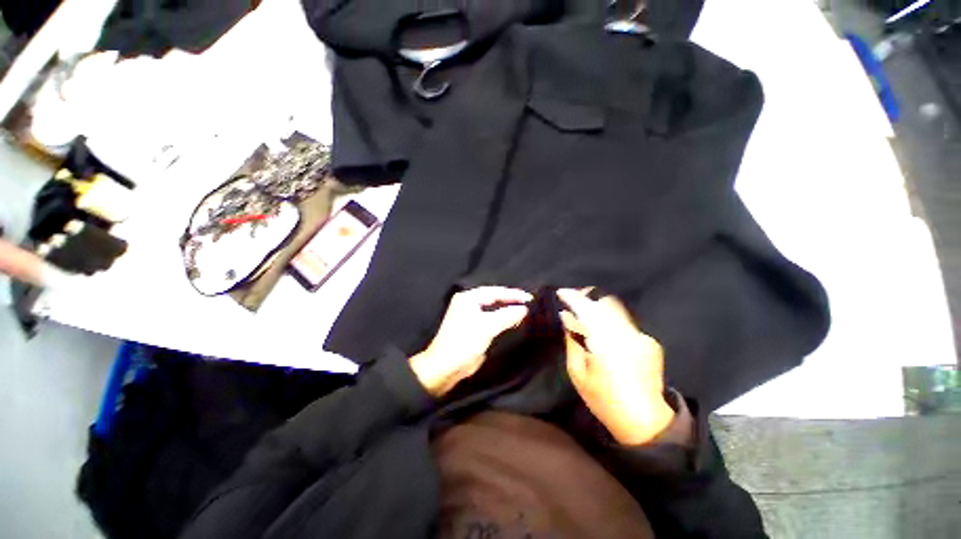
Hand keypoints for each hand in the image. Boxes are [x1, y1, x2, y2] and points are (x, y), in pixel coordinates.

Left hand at [409, 287, 531, 396]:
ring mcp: (470, 315)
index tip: (530, 298)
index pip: (494, 291)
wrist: (446, 367)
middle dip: (510, 300)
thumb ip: (507, 315)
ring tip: (524, 310)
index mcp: (468, 298)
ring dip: (507, 309)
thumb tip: (524, 309)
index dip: (513, 294)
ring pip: (493, 308)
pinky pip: (491, 318)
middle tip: (529, 303)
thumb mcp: (487, 327)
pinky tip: (513, 320)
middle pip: (493, 297)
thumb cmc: (465, 342)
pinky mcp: (473, 327)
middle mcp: (468, 303)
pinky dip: (502, 318)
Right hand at [557, 288, 673, 445]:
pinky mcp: (650, 341)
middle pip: (605, 302)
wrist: (646, 421)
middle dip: (587, 296)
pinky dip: (612, 320)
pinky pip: (626, 322)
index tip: (561, 292)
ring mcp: (641, 336)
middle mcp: (626, 333)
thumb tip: (567, 317)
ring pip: (617, 309)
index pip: (586, 309)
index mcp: (605, 342)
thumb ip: (572, 340)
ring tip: (586, 313)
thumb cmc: (604, 399)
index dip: (572, 297)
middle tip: (573, 300)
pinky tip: (605, 332)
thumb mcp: (577, 372)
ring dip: (599, 306)